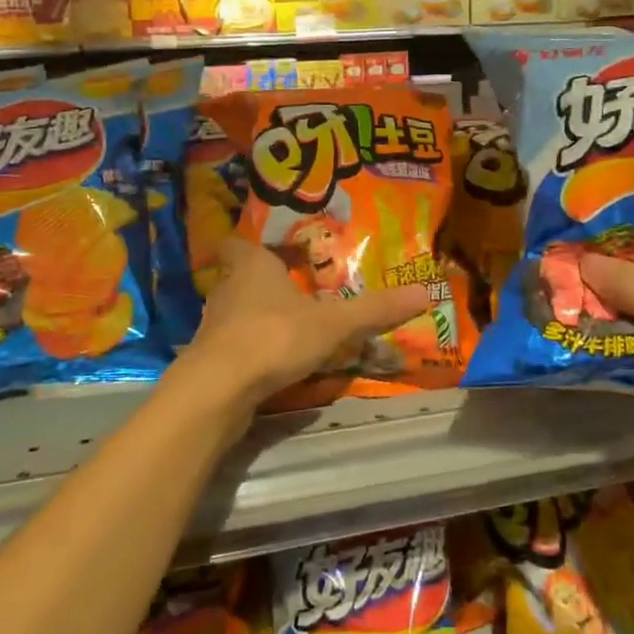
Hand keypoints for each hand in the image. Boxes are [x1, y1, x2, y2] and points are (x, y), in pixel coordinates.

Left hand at [182, 238, 432, 409]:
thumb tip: (425, 293)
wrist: (218, 389)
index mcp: (252, 266)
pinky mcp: (209, 359)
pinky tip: (270, 362)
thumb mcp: (333, 323)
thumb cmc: (274, 337)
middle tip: (293, 288)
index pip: (241, 244)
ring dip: (255, 317)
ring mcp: (213, 326)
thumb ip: (374, 310)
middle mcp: (227, 289)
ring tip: (287, 326)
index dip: (254, 245)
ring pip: (235, 312)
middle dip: (262, 283)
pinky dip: (249, 349)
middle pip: (240, 277)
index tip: (274, 250)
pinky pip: (232, 345)